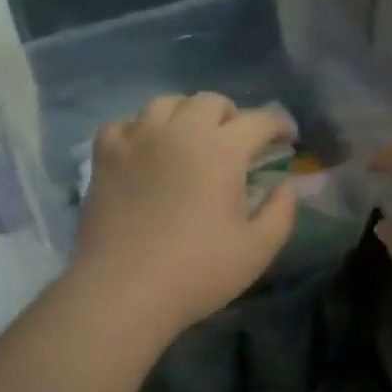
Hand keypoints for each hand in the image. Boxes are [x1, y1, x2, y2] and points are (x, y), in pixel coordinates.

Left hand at [70, 93, 298, 339]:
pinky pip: (123, 123)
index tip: (286, 138)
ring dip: (185, 113)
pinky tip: (144, 149)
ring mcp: (138, 138)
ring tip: (189, 137)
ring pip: (165, 103)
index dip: (278, 125)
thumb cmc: (197, 272)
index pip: (258, 120)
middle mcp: (180, 131)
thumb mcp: (257, 250)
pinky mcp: (105, 155)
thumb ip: (281, 212)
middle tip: (236, 140)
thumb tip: (285, 186)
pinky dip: (139, 129)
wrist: (123, 290)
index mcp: (222, 150)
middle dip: (231, 115)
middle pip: (210, 101)